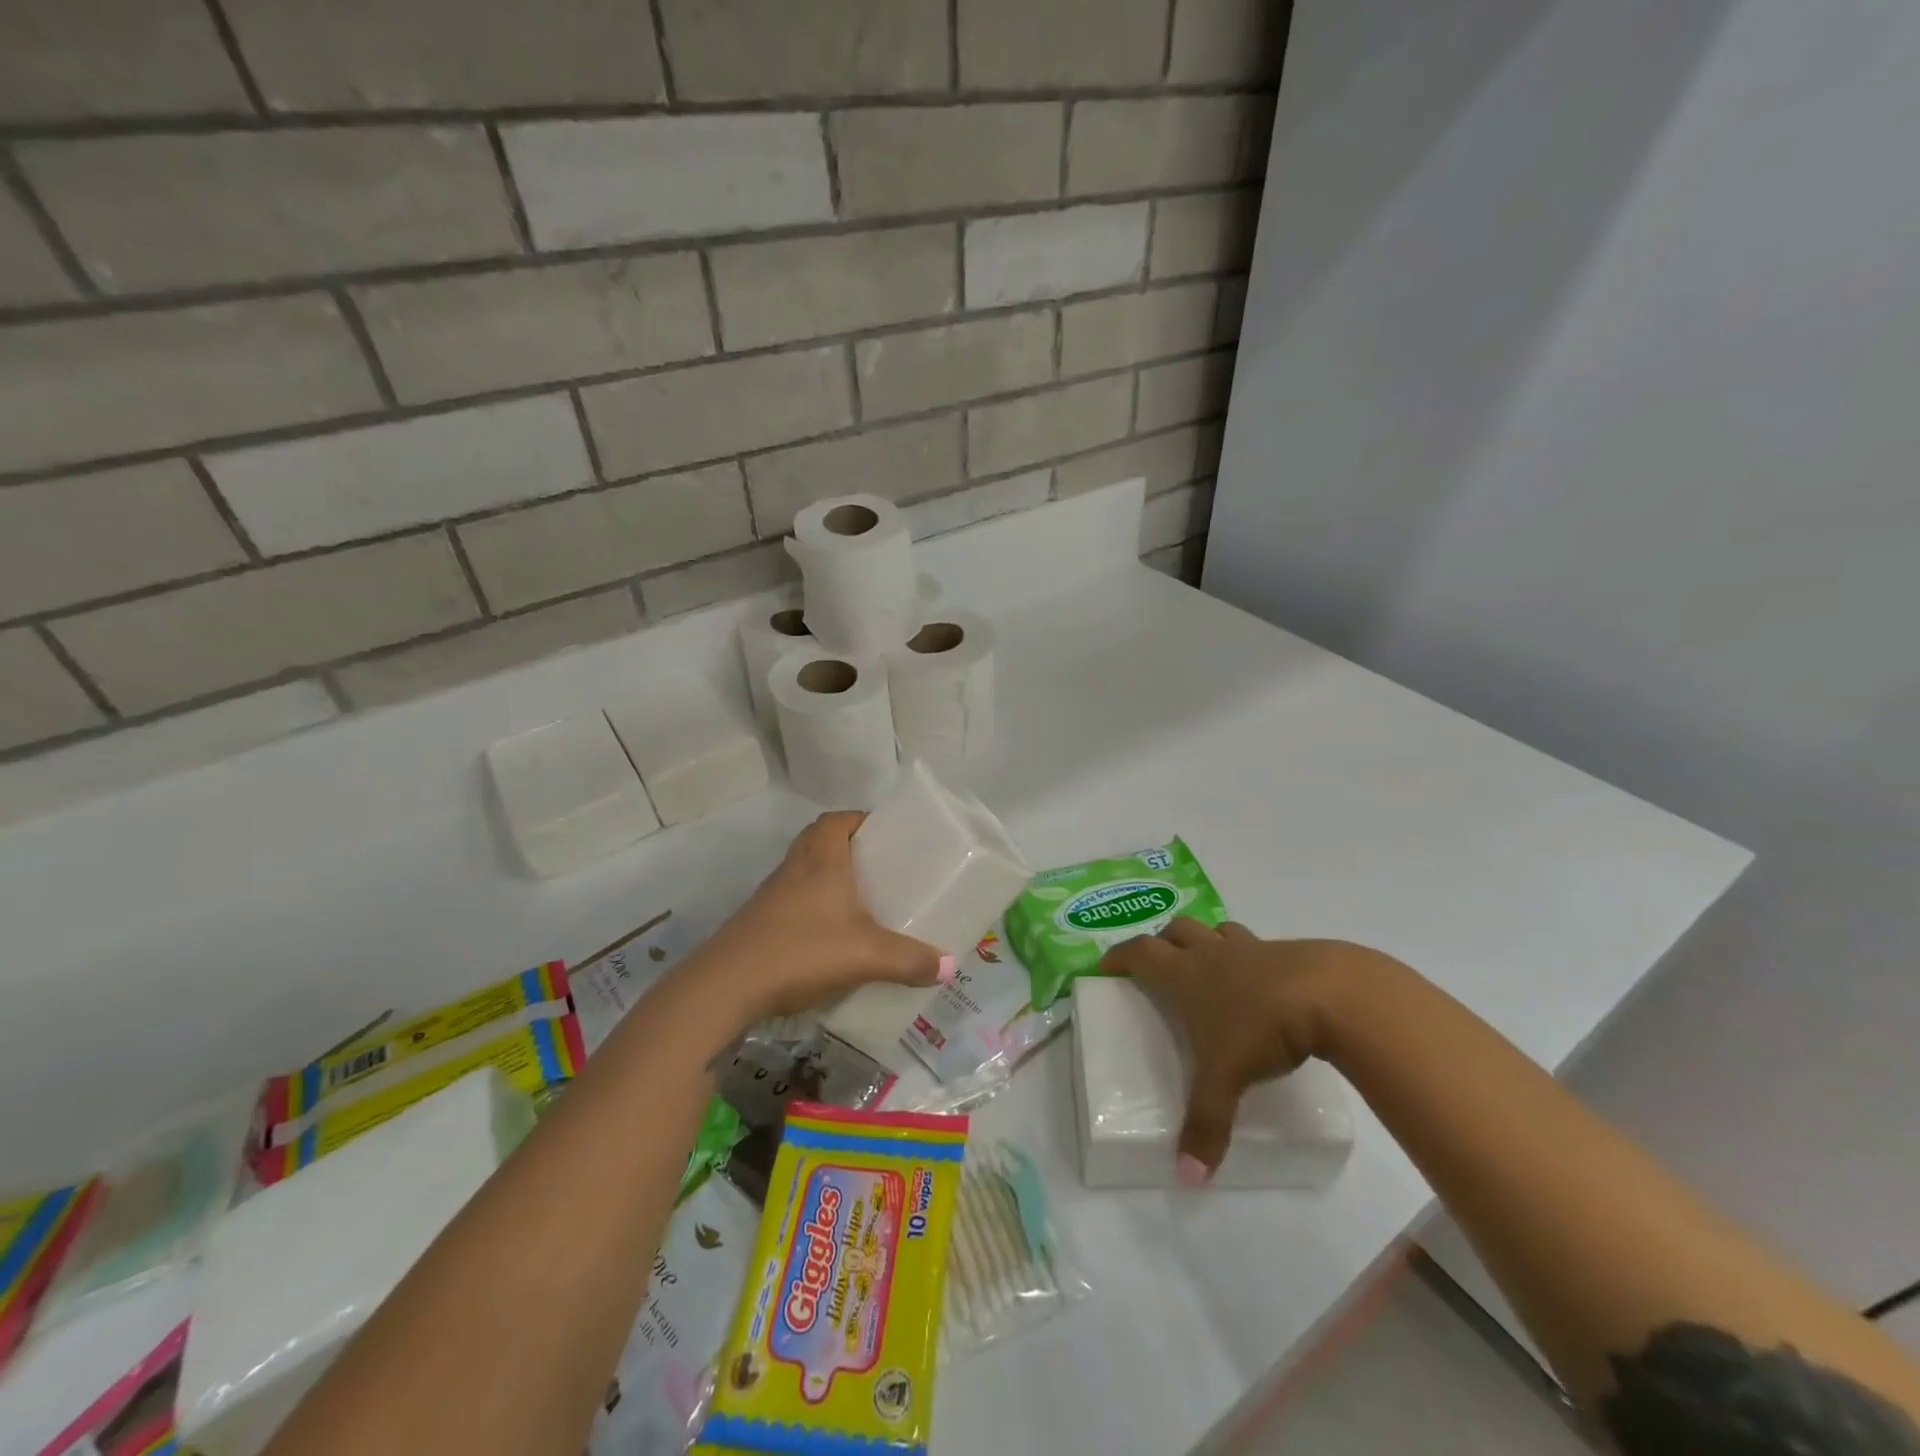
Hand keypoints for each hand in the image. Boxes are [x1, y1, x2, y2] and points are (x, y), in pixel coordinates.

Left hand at [693, 812, 952, 1024]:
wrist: (727, 987)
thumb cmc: (802, 951)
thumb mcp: (866, 956)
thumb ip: (910, 960)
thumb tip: (949, 966)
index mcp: (821, 858)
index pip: (838, 819)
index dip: (862, 820)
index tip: (887, 835)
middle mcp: (795, 867)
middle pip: (821, 841)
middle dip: (851, 850)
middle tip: (881, 869)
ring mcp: (772, 894)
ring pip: (806, 872)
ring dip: (830, 879)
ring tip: (863, 903)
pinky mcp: (760, 921)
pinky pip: (794, 901)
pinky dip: (814, 908)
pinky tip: (832, 937)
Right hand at [1100, 921, 1381, 1182]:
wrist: (1331, 994)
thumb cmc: (1262, 1027)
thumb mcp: (1227, 1077)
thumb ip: (1206, 1123)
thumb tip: (1189, 1177)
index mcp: (1185, 974)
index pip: (1139, 952)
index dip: (1119, 956)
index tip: (1106, 966)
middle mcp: (1211, 953)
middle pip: (1175, 930)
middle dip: (1161, 942)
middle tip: (1159, 966)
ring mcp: (1250, 948)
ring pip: (1215, 930)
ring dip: (1204, 940)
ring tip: (1208, 966)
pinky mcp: (1286, 952)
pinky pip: (1256, 944)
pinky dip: (1248, 956)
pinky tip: (1261, 984)